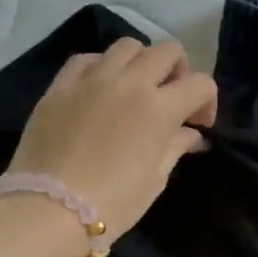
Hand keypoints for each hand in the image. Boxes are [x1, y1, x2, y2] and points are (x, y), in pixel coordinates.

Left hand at [8, 37, 218, 242]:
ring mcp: (92, 79)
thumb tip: (191, 134)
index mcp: (159, 108)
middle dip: (179, 71)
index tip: (198, 124)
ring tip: (135, 89)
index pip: (200, 84)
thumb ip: (176, 146)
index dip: (207, 102)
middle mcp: (130, 82)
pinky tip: (100, 89)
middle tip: (171, 98)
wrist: (49, 210)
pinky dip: (102, 67)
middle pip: (168, 51)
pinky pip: (88, 58)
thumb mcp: (155, 178)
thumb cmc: (114, 203)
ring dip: (141, 63)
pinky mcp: (60, 85)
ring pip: (128, 46)